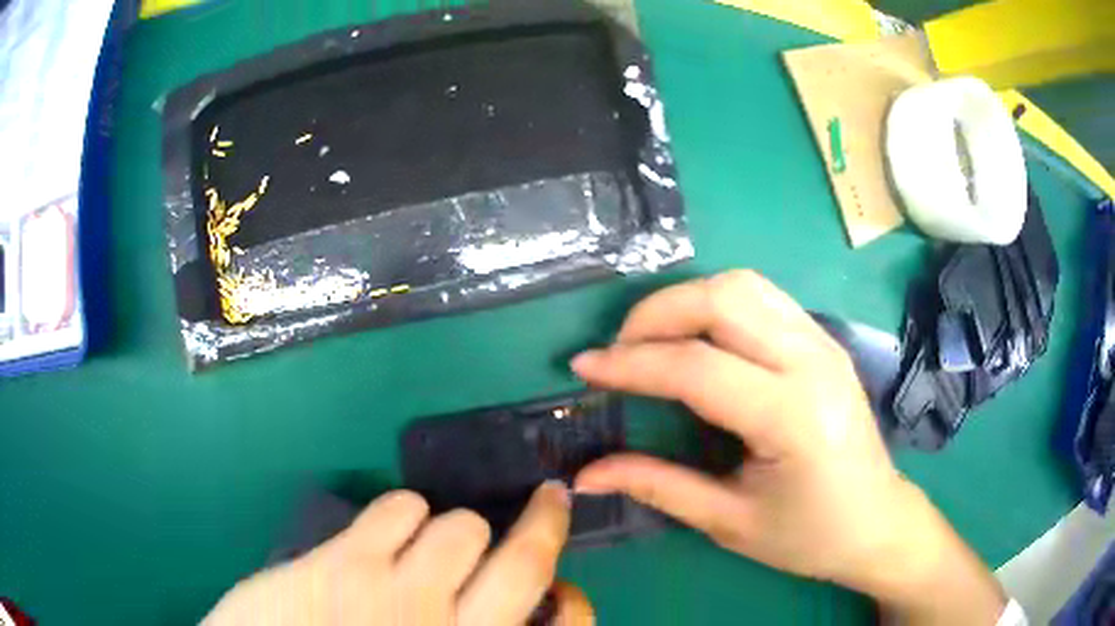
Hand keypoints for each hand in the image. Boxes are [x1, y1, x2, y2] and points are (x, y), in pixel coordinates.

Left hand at [204, 483, 573, 625]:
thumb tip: (495, 613)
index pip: (569, 621)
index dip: (572, 596)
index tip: (559, 585)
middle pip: (526, 559)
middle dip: (544, 521)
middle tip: (548, 499)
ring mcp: (401, 596)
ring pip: (460, 525)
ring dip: (455, 527)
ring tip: (432, 541)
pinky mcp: (346, 565)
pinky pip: (400, 508)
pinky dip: (405, 510)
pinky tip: (389, 529)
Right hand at [571, 270, 1005, 623]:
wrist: (877, 522)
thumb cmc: (809, 535)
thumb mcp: (729, 522)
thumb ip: (656, 485)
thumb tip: (585, 474)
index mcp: (793, 416)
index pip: (697, 367)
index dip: (631, 364)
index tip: (585, 368)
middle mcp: (813, 362)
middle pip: (724, 298)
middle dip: (656, 313)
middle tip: (618, 351)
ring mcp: (824, 342)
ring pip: (744, 285)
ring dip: (686, 301)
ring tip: (651, 340)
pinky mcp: (824, 341)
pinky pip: (763, 298)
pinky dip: (717, 305)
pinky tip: (698, 339)